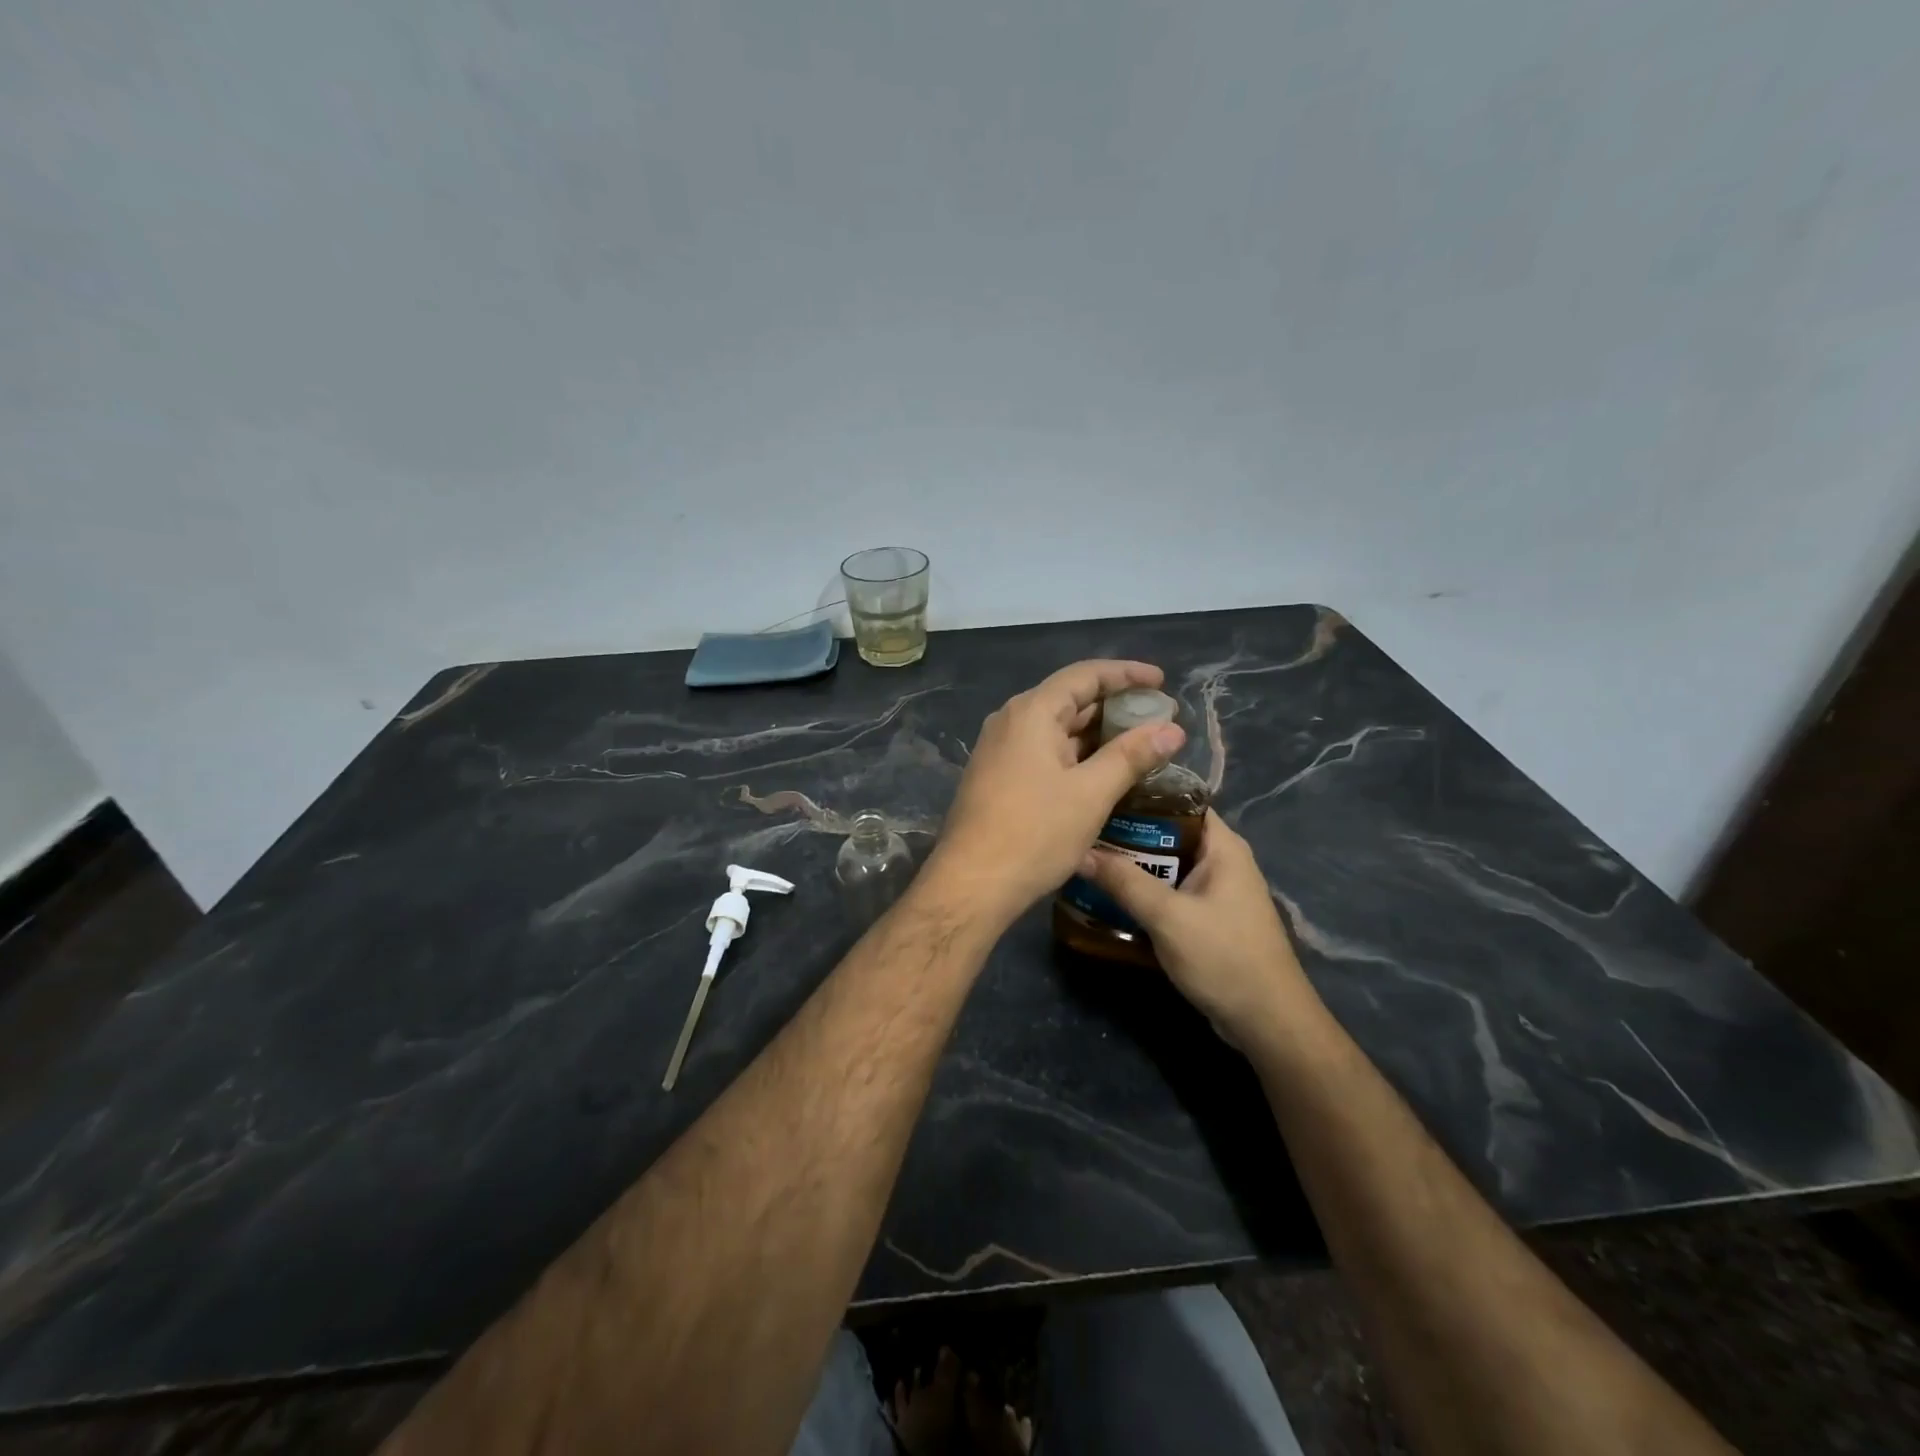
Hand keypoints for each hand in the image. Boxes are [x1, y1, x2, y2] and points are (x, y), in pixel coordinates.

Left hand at [925, 660, 1185, 925]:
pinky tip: (1102, 770)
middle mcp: (1011, 721)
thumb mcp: (1091, 793)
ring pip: (1057, 728)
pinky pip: (1043, 751)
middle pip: (1069, 699)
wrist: (972, 883)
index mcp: (1031, 712)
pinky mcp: (998, 776)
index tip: (1162, 681)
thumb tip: (1172, 729)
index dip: (1126, 674)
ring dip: (1097, 733)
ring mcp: (1000, 749)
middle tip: (1159, 718)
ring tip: (1139, 744)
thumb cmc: (1034, 833)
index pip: (1085, 676)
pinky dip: (1076, 754)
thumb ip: (1132, 756)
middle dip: (1116, 706)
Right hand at [1080, 810, 1315, 1049]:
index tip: (1101, 795)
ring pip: (1166, 867)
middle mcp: (1221, 862)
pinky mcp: (1207, 919)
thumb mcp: (1169, 917)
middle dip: (1128, 834)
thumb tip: (1079, 852)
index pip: (1179, 801)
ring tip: (1087, 861)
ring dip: (1132, 867)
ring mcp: (1215, 892)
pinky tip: (1109, 898)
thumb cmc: (1224, 958)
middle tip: (1083, 832)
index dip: (1141, 795)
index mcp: (1223, 847)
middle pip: (1168, 834)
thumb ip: (1124, 882)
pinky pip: (1169, 894)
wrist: (1267, 1023)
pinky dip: (1144, 893)